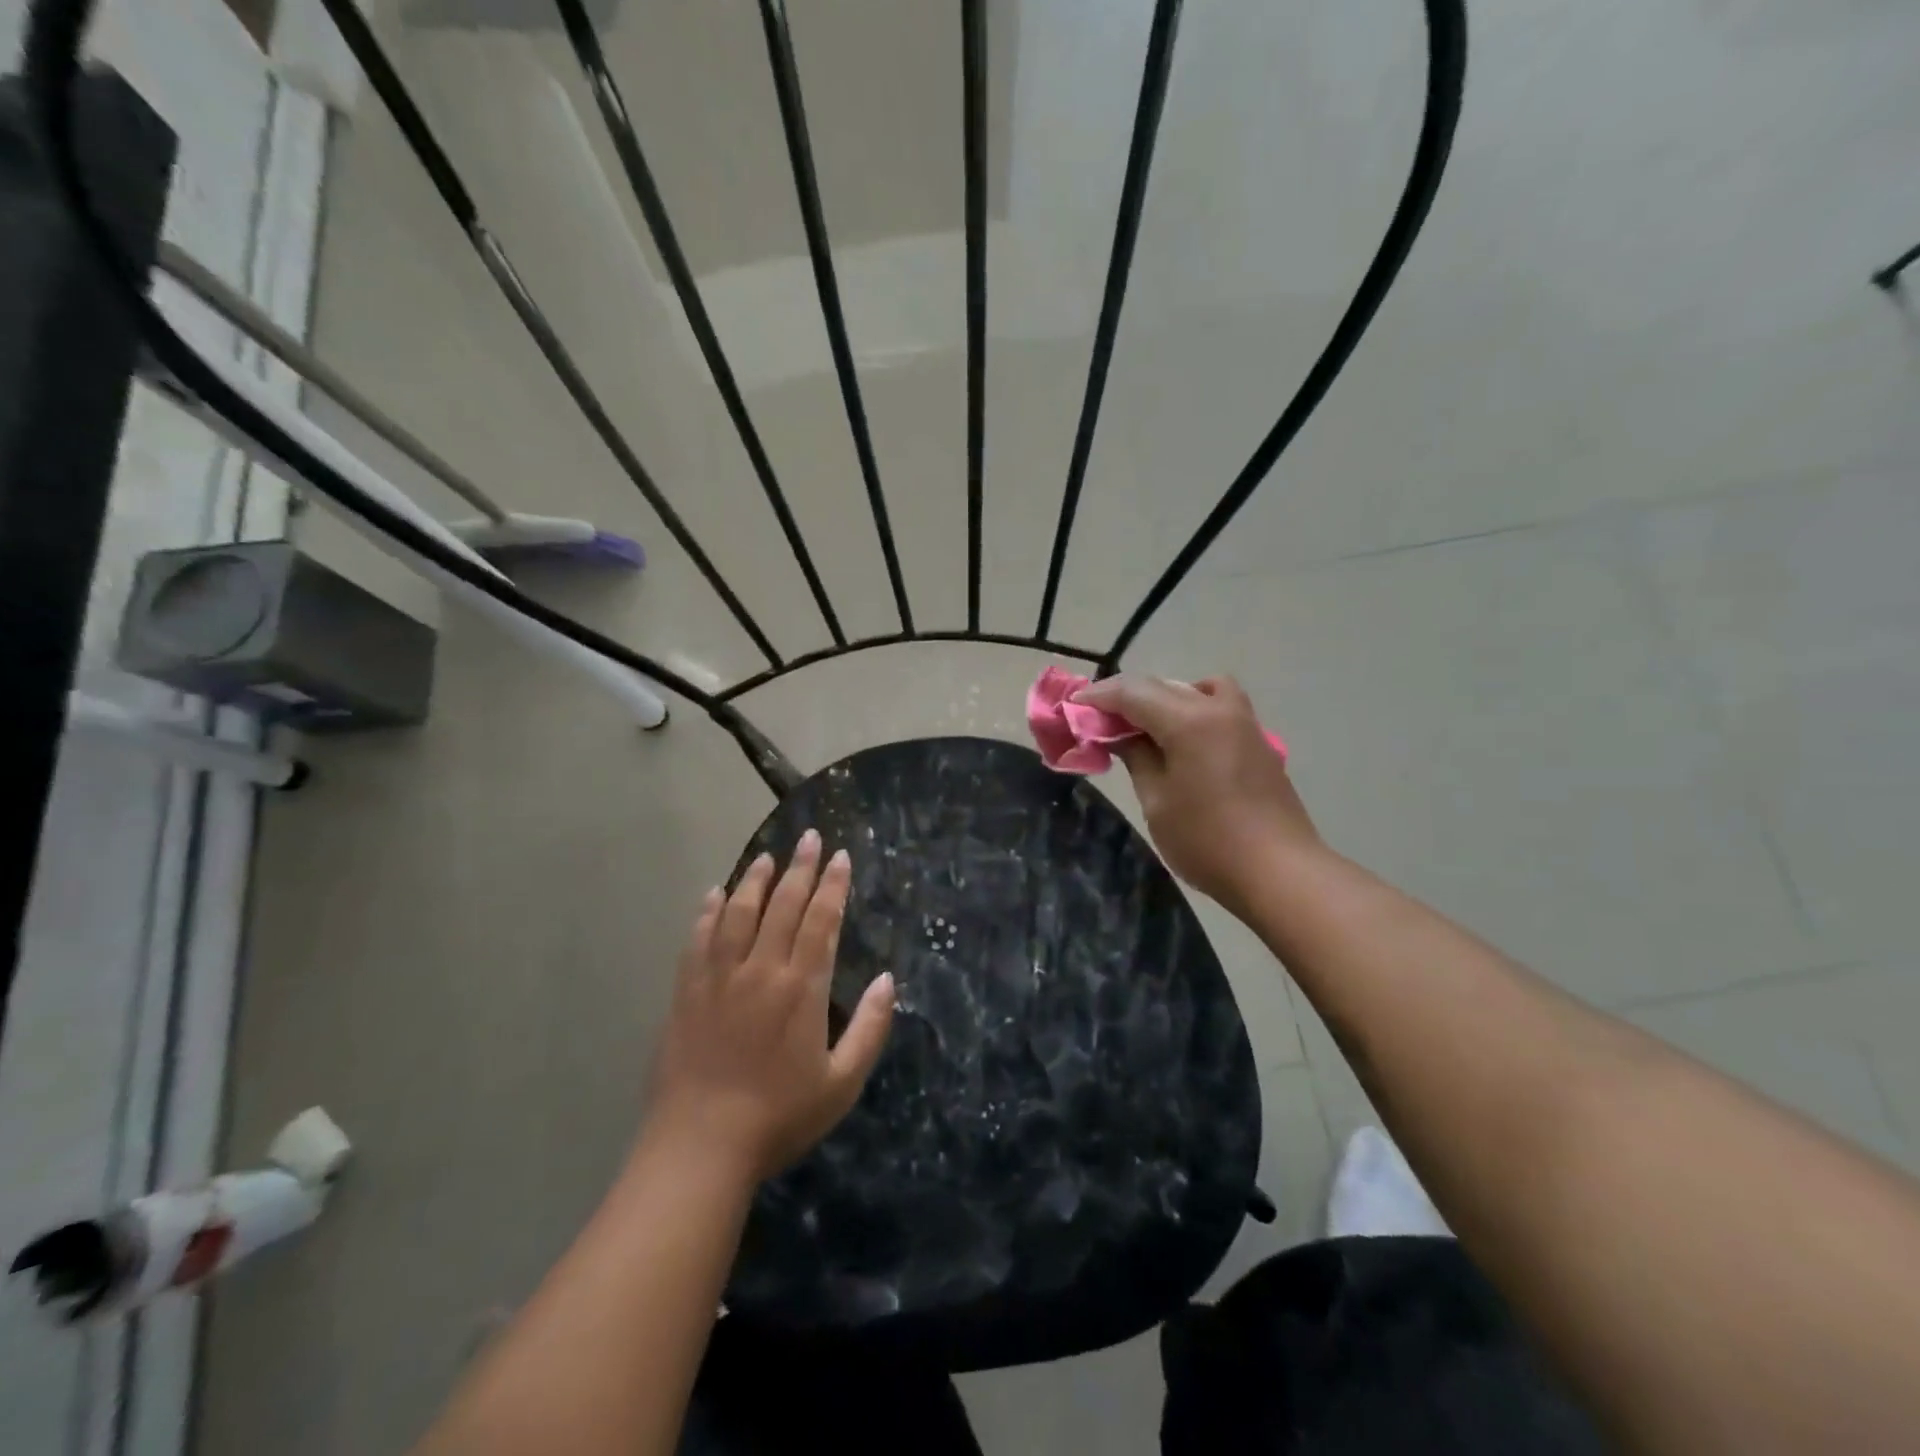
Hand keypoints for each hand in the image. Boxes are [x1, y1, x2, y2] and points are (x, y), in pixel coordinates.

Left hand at [643, 831, 894, 1182]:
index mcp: (802, 988)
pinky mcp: (687, 993)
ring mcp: (719, 978)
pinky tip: (714, 894)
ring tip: (767, 856)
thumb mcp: (842, 1083)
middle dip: (801, 868)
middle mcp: (761, 970)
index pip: (821, 921)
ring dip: (755, 880)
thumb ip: (871, 1029)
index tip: (841, 857)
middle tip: (810, 838)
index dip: (833, 886)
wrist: (700, 1148)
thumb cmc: (779, 1118)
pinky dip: (708, 913)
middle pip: (783, 906)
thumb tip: (889, 980)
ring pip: (739, 913)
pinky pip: (698, 940)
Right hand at [1072, 675, 1320, 915]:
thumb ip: (1137, 757)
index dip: (1099, 697)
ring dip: (1164, 698)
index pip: (1133, 692)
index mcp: (1189, 720)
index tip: (1073, 705)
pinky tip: (1182, 741)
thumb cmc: (1207, 840)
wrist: (1279, 872)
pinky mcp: (1258, 742)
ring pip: (1197, 689)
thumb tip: (1120, 735)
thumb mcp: (1157, 801)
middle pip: (1163, 686)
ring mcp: (1244, 723)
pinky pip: (1218, 707)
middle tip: (1099, 718)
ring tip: (1144, 726)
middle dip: (1127, 697)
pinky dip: (1192, 709)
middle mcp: (1218, 709)